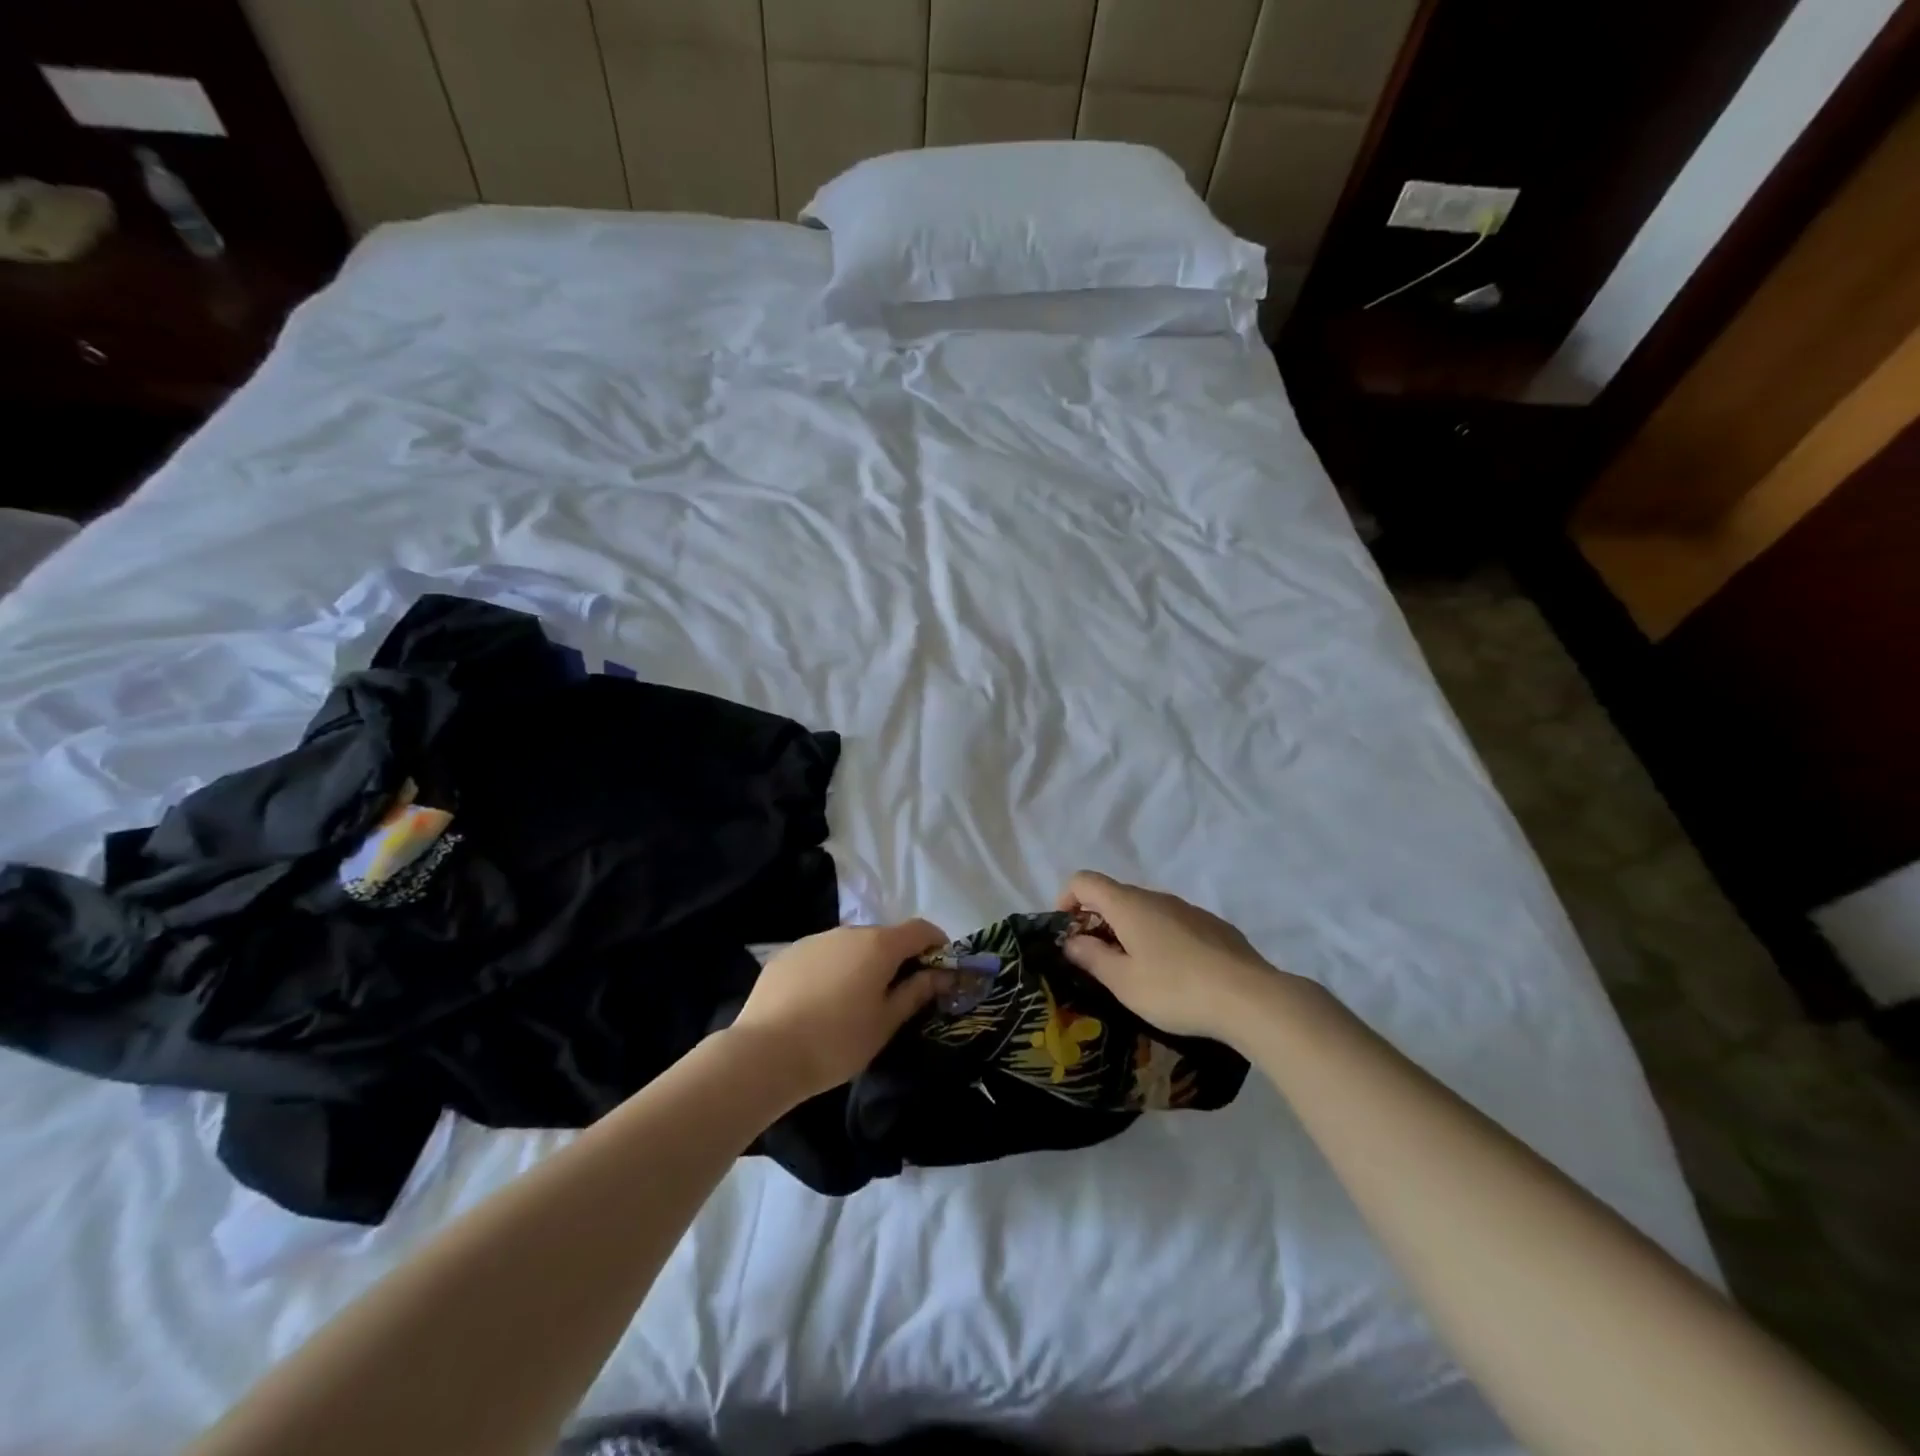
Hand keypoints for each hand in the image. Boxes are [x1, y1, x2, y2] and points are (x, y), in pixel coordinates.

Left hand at [728, 920, 949, 1099]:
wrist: (763, 1054)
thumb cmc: (836, 1041)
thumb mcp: (885, 1023)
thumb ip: (916, 992)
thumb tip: (942, 975)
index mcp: (878, 945)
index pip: (921, 929)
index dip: (937, 945)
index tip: (941, 970)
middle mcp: (848, 932)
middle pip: (885, 937)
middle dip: (899, 958)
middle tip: (900, 994)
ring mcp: (814, 940)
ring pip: (851, 946)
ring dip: (863, 964)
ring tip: (856, 1002)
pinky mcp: (787, 954)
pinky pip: (823, 955)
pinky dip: (833, 970)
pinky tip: (821, 1003)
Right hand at [1056, 871, 1282, 1042]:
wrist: (1250, 998)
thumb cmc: (1175, 989)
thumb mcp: (1124, 982)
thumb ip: (1092, 958)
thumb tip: (1073, 941)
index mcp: (1129, 905)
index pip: (1085, 880)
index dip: (1067, 898)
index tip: (1068, 932)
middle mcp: (1157, 897)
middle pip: (1116, 896)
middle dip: (1098, 921)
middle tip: (1098, 960)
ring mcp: (1188, 909)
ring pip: (1147, 910)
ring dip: (1130, 931)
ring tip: (1137, 971)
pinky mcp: (1213, 926)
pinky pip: (1174, 923)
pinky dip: (1160, 938)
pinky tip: (1175, 974)